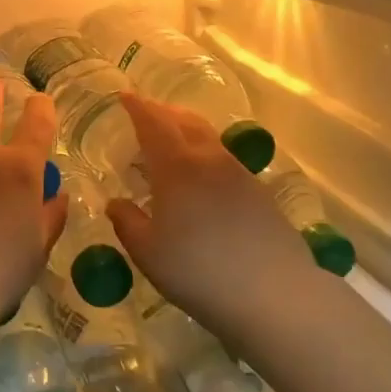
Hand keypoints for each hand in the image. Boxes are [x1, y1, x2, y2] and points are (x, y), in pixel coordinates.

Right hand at [106, 91, 315, 334]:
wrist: (274, 294)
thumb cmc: (198, 271)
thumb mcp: (147, 252)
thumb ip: (127, 222)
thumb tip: (116, 203)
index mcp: (176, 166)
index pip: (153, 123)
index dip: (137, 107)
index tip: (124, 97)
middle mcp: (209, 159)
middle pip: (184, 121)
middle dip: (162, 112)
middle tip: (144, 115)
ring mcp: (239, 174)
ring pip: (207, 138)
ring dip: (185, 132)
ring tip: (169, 147)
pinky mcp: (259, 192)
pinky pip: (223, 160)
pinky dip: (203, 155)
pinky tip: (199, 180)